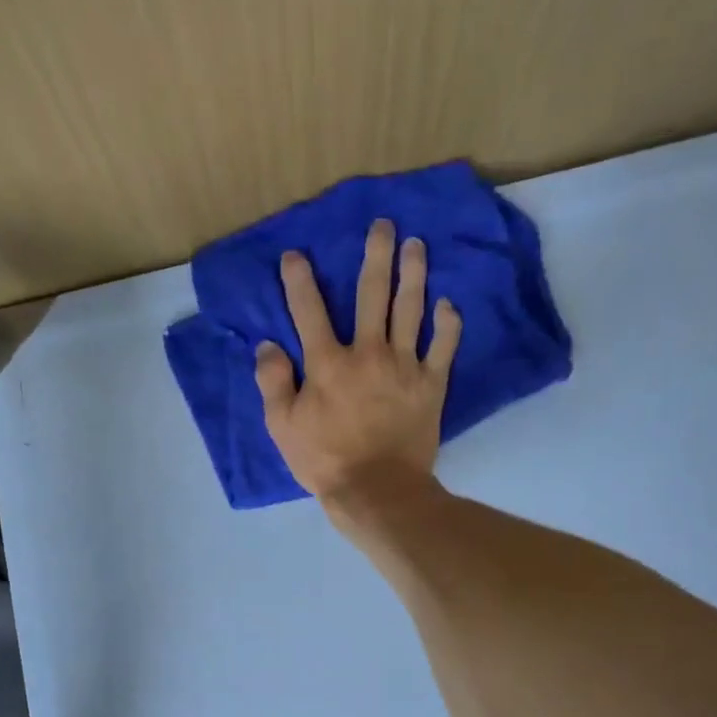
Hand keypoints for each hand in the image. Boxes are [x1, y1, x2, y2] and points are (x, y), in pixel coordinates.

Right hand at [255, 219, 462, 503]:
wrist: (378, 490)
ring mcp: (404, 366)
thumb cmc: (325, 460)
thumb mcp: (283, 427)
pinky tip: (448, 305)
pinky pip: (443, 347)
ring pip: (410, 309)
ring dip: (414, 274)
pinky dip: (447, 324)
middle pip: (372, 294)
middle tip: (384, 226)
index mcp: (327, 363)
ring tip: (417, 246)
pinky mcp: (430, 385)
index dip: (299, 280)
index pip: (309, 310)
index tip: (296, 254)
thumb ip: (273, 383)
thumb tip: (268, 346)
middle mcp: (367, 352)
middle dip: (376, 255)